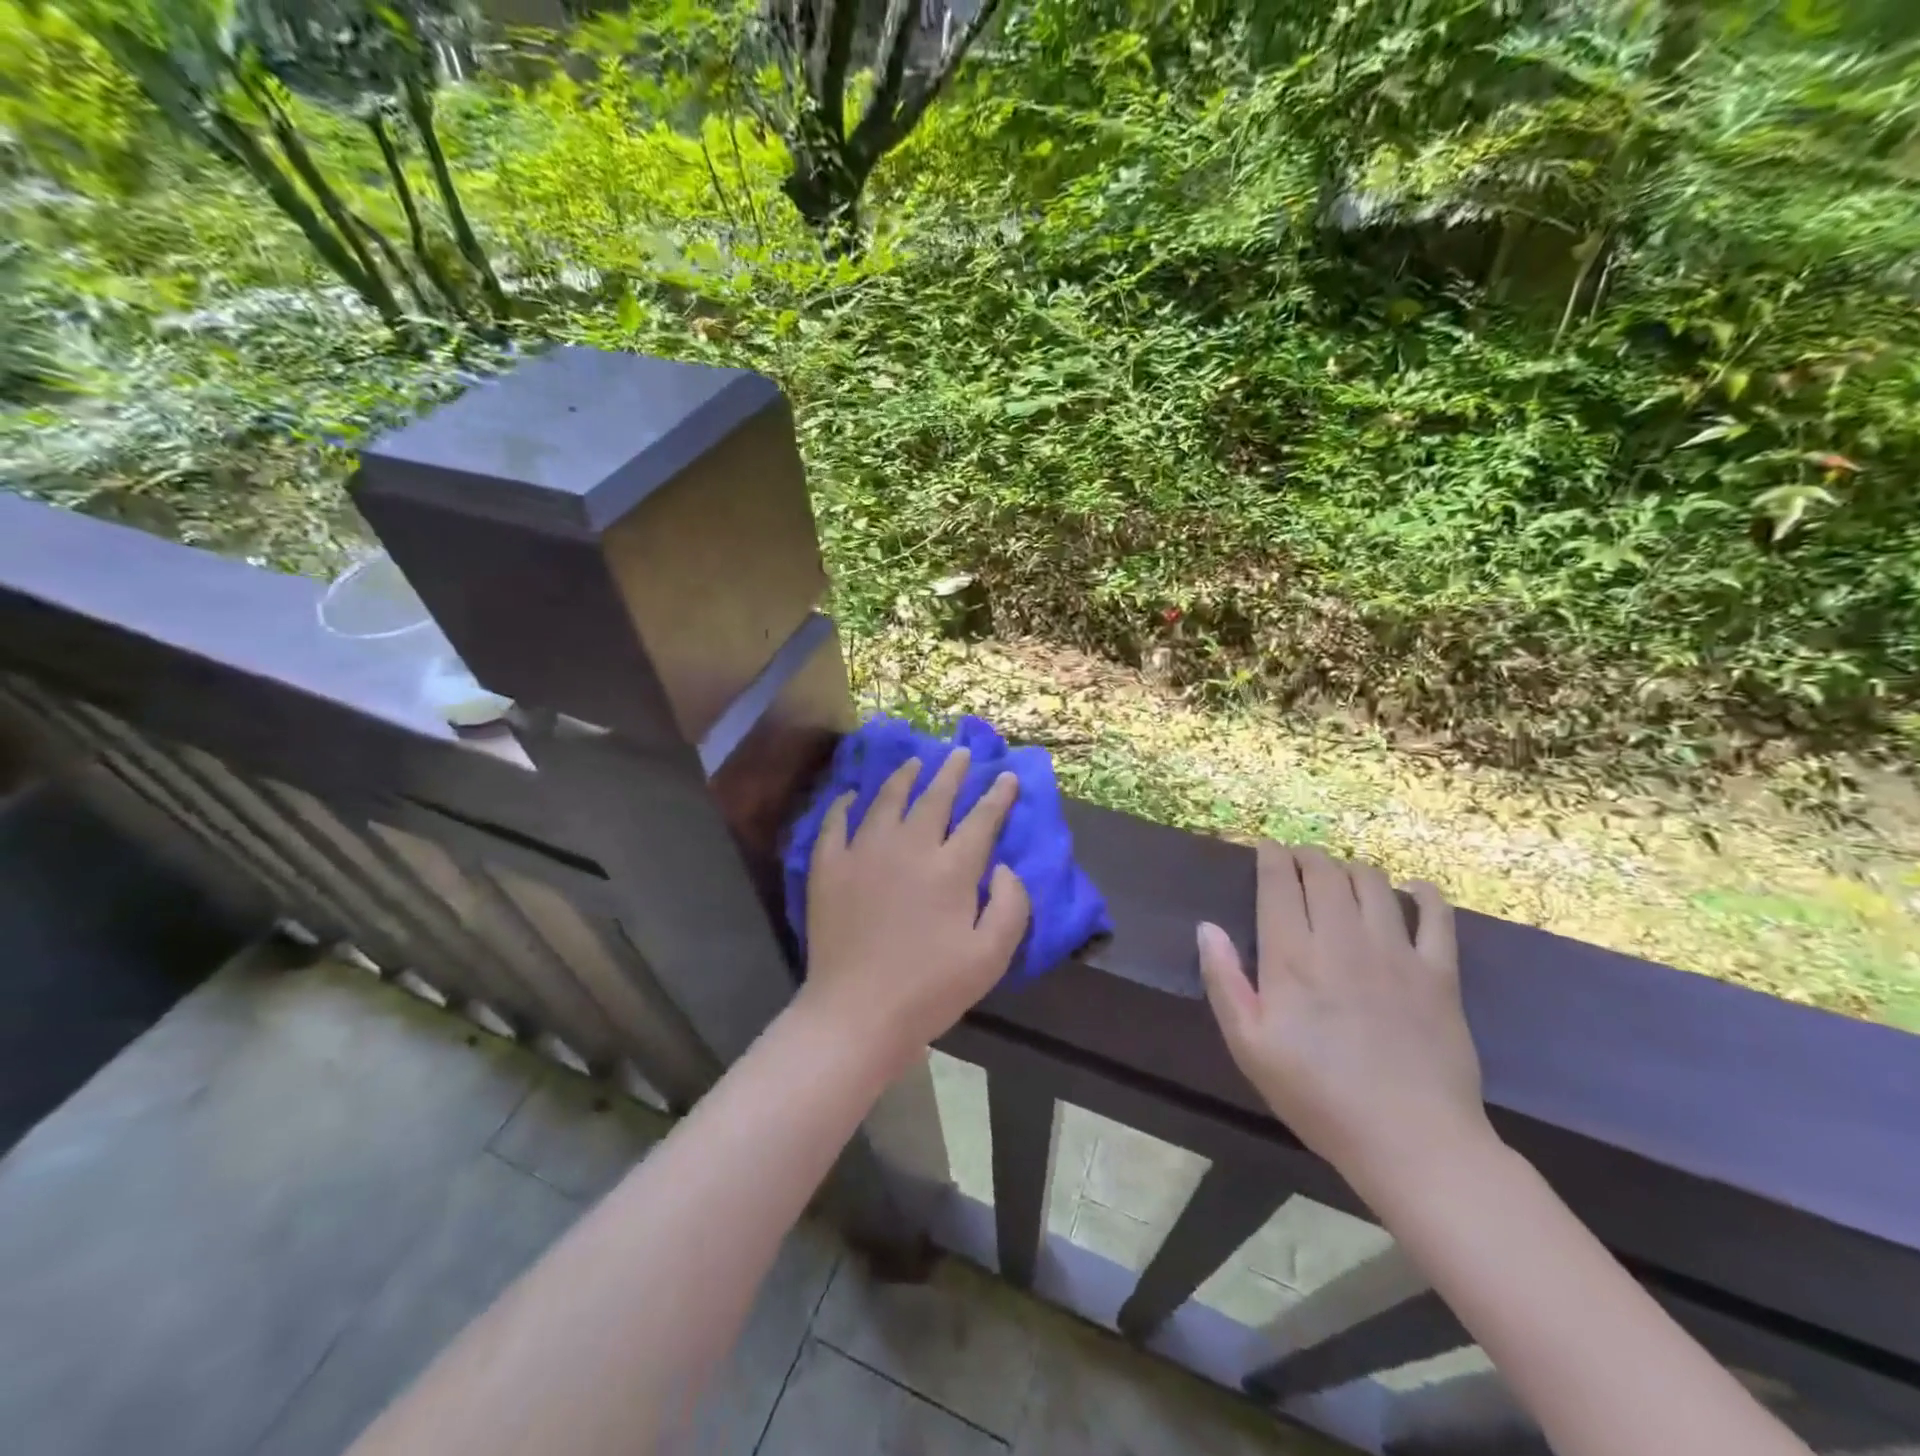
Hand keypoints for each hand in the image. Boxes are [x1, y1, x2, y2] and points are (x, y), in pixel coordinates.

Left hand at [800, 748, 1031, 1067]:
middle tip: (960, 753)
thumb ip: (1011, 906)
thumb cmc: (931, 989)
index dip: (997, 795)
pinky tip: (852, 795)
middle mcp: (909, 847)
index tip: (1005, 776)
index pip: (981, 819)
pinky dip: (845, 804)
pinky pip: (835, 823)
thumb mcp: (992, 956)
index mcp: (951, 868)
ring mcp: (864, 852)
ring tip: (915, 762)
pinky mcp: (828, 866)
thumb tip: (1005, 866)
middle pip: (934, 797)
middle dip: (952, 772)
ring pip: (887, 799)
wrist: (857, 1012)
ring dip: (905, 777)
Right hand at [1197, 843, 1488, 1196]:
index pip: (1279, 883)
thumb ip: (1224, 981)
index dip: (1271, 856)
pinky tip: (1413, 890)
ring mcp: (1396, 953)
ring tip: (1341, 876)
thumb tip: (1206, 928)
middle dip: (1307, 856)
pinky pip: (1437, 916)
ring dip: (1351, 868)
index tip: (1265, 848)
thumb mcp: (1249, 1047)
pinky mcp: (1440, 974)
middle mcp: (1342, 940)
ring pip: (1372, 883)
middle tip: (1297, 860)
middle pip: (1325, 872)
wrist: (1412, 1142)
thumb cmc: (1318, 1096)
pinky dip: (1424, 893)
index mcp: (1292, 957)